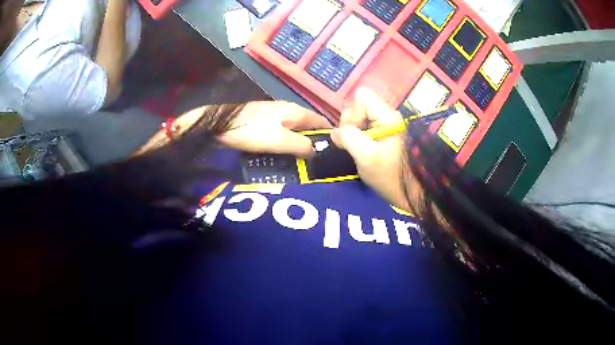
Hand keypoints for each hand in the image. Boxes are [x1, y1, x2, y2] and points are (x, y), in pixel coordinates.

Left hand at [218, 101, 331, 157]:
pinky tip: (286, 154)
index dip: (330, 133)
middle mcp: (287, 110)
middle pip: (308, 125)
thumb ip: (301, 145)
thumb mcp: (280, 140)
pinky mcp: (262, 122)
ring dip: (301, 142)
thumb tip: (318, 151)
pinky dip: (288, 142)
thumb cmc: (252, 131)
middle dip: (315, 140)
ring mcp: (273, 115)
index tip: (337, 150)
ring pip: (294, 129)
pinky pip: (282, 133)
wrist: (220, 124)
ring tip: (306, 161)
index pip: (320, 120)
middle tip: (322, 161)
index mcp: (294, 111)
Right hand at [331, 88, 413, 209]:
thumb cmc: (392, 177)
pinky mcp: (387, 135)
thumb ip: (349, 139)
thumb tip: (336, 132)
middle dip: (352, 124)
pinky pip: (367, 128)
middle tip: (354, 145)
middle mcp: (389, 116)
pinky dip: (360, 138)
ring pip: (362, 118)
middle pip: (360, 105)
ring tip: (359, 151)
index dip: (352, 113)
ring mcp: (388, 126)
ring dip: (355, 133)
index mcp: (388, 117)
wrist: (414, 194)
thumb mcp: (366, 158)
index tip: (353, 135)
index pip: (362, 96)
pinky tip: (364, 152)